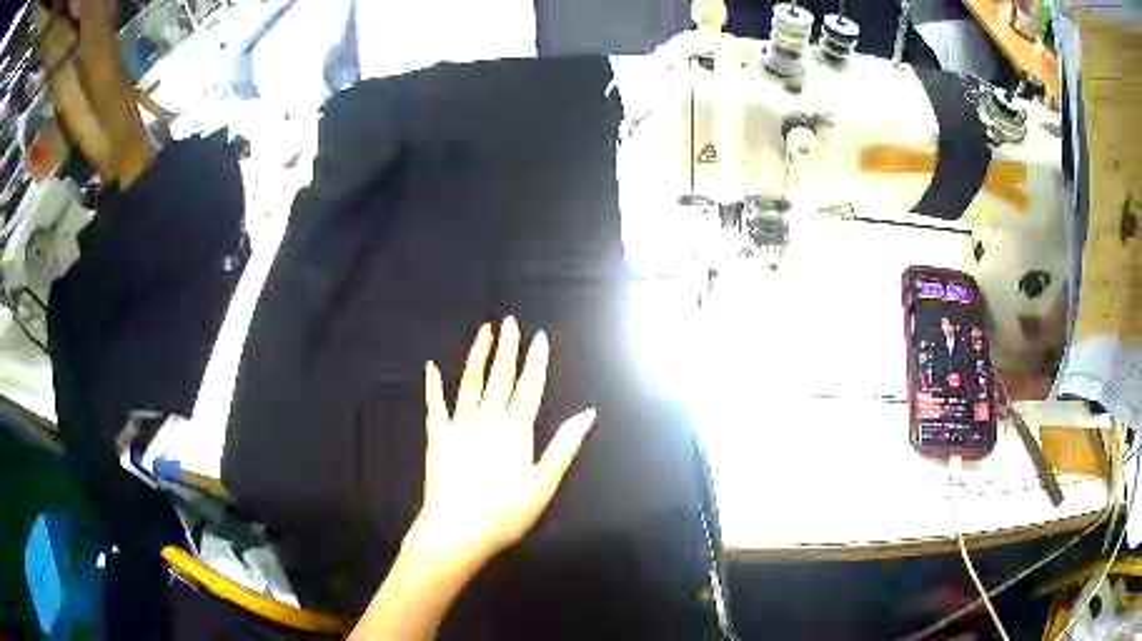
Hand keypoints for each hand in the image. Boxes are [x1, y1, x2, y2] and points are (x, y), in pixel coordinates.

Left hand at [405, 317, 595, 573]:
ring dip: (477, 356)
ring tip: (483, 332)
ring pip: (469, 383)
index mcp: (516, 430)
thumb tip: (587, 413)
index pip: (529, 387)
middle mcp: (488, 420)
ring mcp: (459, 426)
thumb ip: (564, 446)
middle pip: (500, 377)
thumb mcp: (544, 483)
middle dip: (507, 348)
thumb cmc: (506, 513)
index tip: (539, 337)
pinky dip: (433, 386)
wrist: (457, 530)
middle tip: (509, 321)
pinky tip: (431, 367)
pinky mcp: (437, 437)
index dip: (536, 361)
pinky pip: (435, 406)